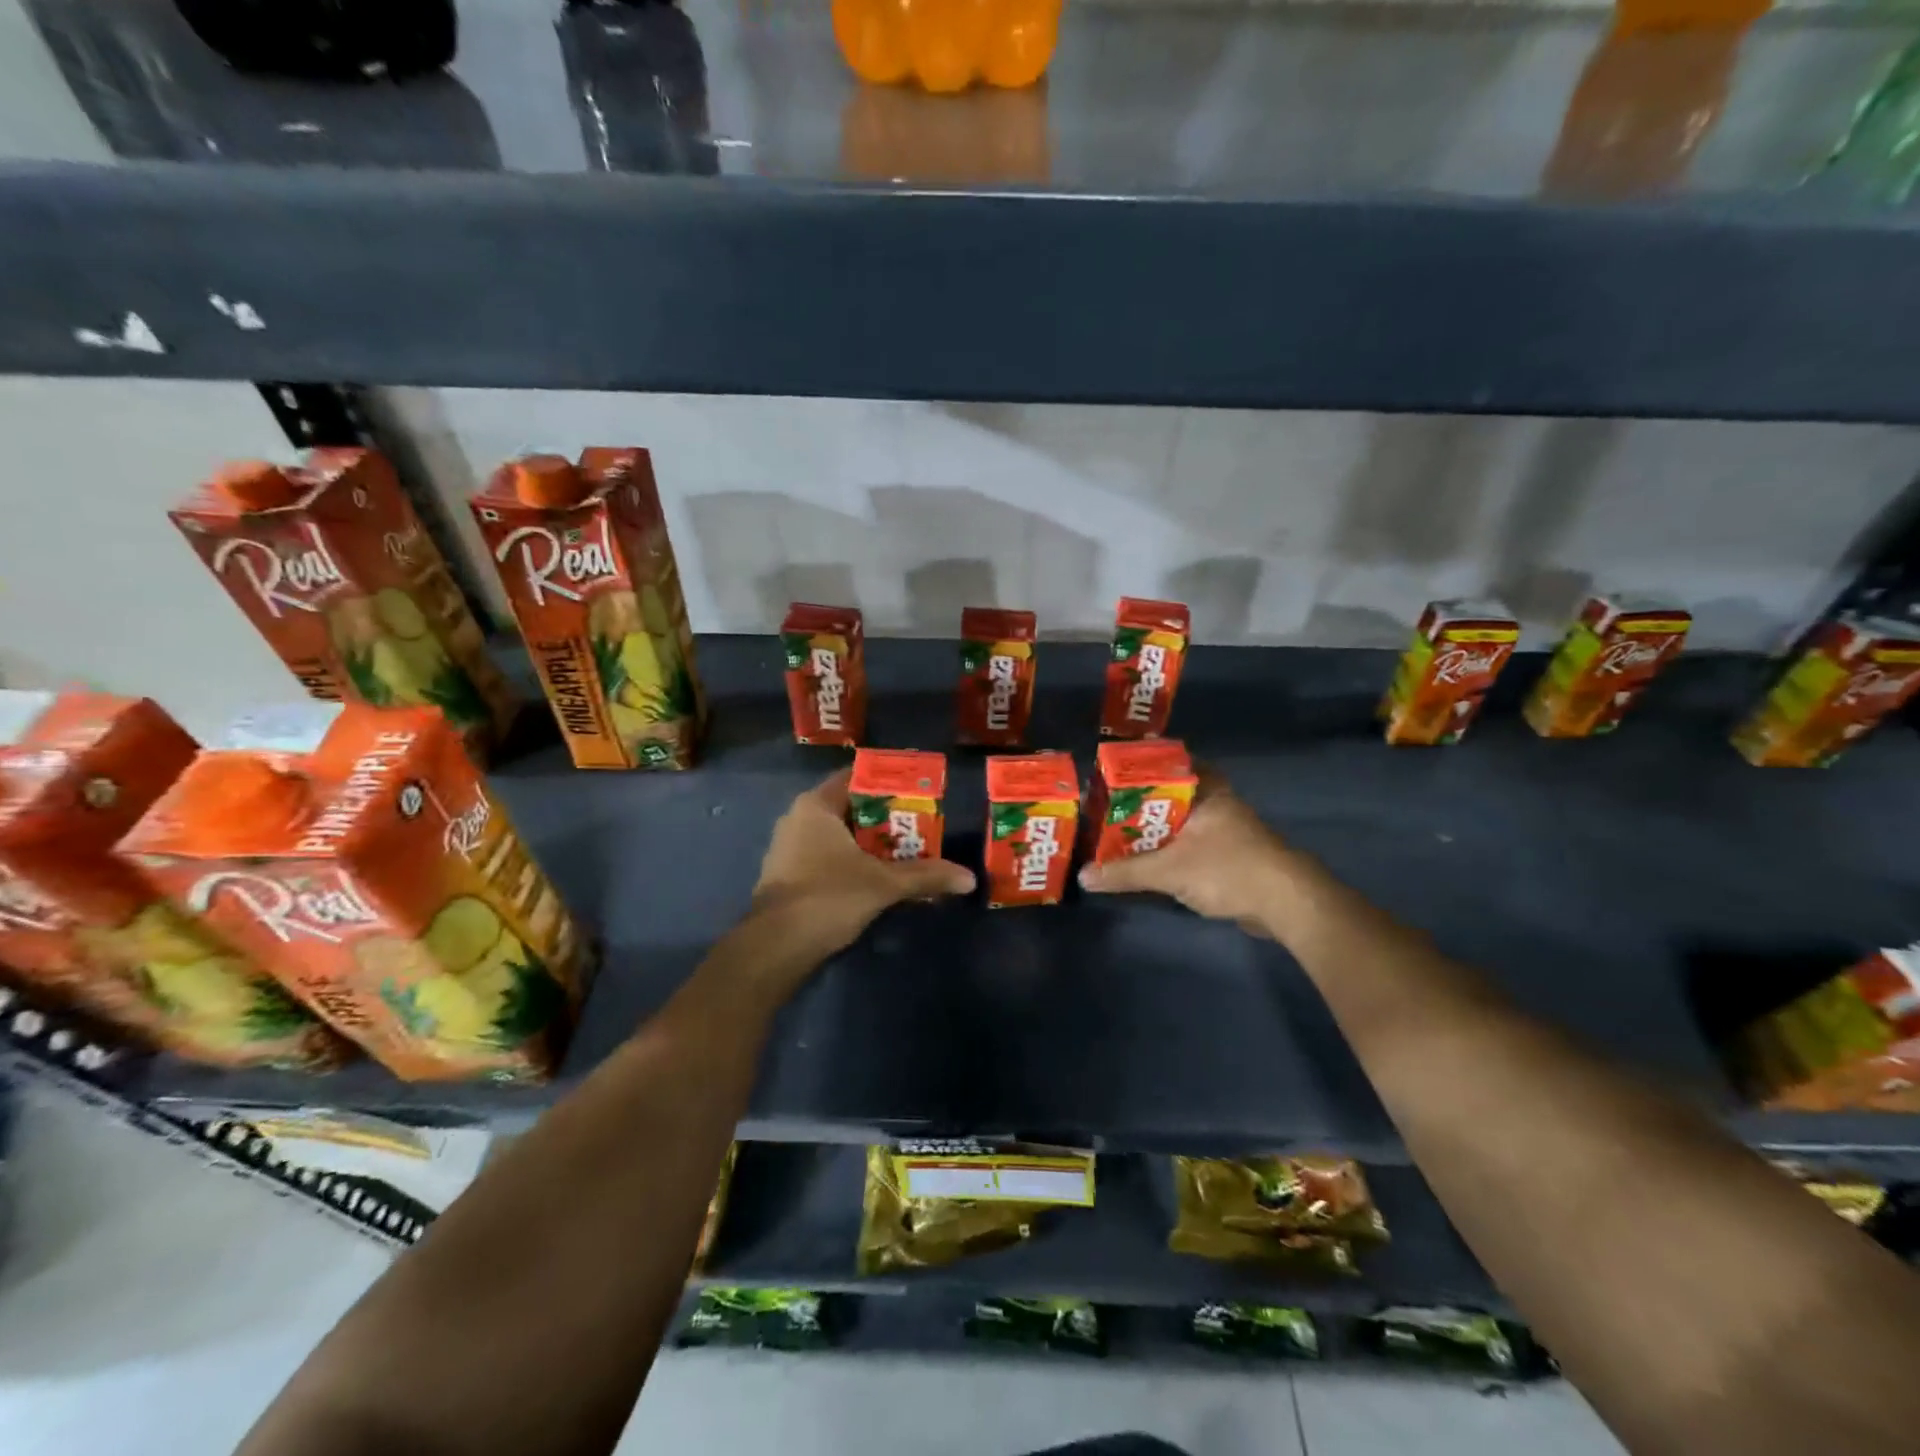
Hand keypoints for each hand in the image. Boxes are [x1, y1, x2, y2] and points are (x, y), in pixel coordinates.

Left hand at [750, 769, 975, 955]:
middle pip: (852, 808)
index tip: (920, 790)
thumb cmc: (828, 897)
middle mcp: (799, 819)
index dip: (890, 782)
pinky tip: (879, 878)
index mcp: (816, 805)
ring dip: (872, 844)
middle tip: (923, 824)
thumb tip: (969, 878)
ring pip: (841, 836)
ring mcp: (790, 848)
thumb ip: (926, 876)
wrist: (776, 947)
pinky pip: (829, 857)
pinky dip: (854, 862)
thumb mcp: (883, 884)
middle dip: (887, 818)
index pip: (857, 778)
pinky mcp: (790, 876)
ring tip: (908, 852)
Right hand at [1077, 772, 1300, 936]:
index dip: (1136, 767)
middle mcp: (1215, 803)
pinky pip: (1189, 844)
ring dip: (1152, 830)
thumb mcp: (1168, 870)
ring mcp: (1225, 830)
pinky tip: (1146, 860)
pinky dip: (1168, 849)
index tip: (1108, 776)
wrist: (1287, 904)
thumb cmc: (1228, 869)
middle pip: (1168, 794)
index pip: (1166, 763)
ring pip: (1179, 822)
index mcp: (1205, 789)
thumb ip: (1125, 872)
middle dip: (1137, 803)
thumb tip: (1084, 876)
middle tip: (1103, 810)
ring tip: (1114, 835)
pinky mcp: (1229, 855)